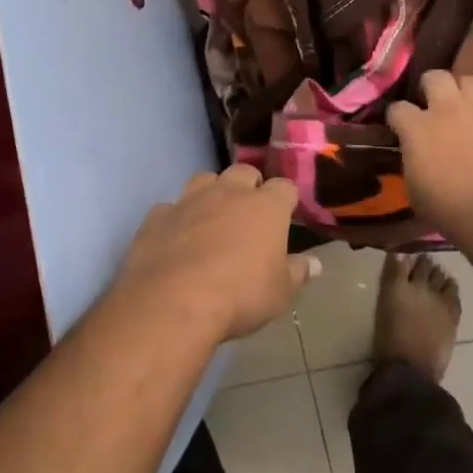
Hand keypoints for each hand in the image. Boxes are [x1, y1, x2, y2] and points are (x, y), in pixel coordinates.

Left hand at [114, 165, 320, 341]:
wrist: (173, 301)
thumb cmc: (239, 295)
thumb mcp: (280, 293)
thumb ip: (298, 273)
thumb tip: (315, 263)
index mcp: (265, 206)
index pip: (284, 187)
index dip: (286, 199)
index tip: (286, 214)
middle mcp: (228, 192)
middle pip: (243, 172)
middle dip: (249, 186)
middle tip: (250, 213)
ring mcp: (189, 200)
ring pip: (204, 180)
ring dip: (211, 193)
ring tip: (212, 218)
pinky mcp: (157, 216)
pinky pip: (170, 208)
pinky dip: (176, 219)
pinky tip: (176, 238)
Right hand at [387, 70, 472, 236]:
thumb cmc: (449, 209)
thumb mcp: (414, 189)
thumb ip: (412, 161)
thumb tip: (415, 153)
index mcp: (417, 127)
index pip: (397, 108)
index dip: (397, 118)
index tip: (399, 128)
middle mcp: (447, 109)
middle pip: (435, 77)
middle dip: (431, 87)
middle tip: (434, 104)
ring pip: (471, 80)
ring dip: (466, 92)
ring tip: (466, 106)